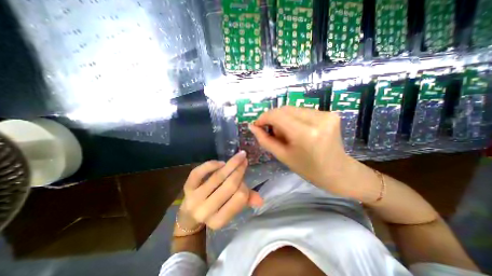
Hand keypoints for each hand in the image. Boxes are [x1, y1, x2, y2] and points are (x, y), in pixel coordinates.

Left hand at [176, 150, 262, 230]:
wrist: (189, 216)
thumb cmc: (214, 210)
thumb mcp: (229, 209)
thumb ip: (245, 202)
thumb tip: (261, 199)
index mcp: (219, 220)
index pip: (240, 198)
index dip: (245, 185)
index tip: (245, 177)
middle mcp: (206, 211)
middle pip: (230, 185)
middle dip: (239, 170)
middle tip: (244, 159)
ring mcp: (194, 198)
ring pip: (217, 177)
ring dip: (231, 164)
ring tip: (239, 156)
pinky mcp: (187, 188)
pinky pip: (199, 173)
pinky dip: (211, 165)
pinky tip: (220, 162)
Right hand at [251, 106, 359, 197]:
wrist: (338, 172)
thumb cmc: (308, 169)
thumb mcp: (283, 156)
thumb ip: (265, 140)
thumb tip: (252, 126)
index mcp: (305, 134)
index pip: (277, 115)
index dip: (264, 118)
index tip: (257, 125)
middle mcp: (318, 119)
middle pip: (284, 109)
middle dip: (273, 119)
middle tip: (272, 133)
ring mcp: (326, 114)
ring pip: (293, 109)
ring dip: (284, 119)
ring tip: (287, 134)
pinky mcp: (330, 113)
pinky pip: (302, 111)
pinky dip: (294, 119)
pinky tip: (297, 131)